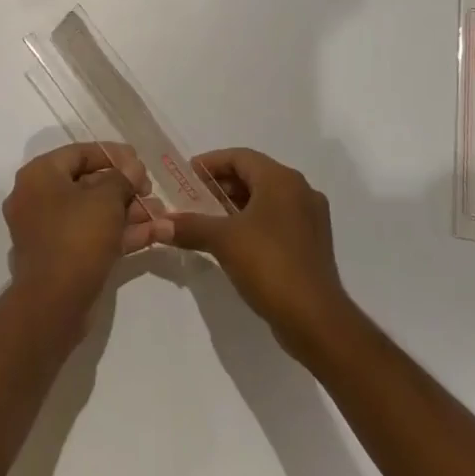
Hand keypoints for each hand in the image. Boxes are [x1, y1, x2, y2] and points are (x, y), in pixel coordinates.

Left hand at [2, 144, 153, 309]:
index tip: (140, 161)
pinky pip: (92, 235)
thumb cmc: (77, 236)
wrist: (54, 303)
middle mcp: (38, 198)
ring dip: (129, 212)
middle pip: (87, 184)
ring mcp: (48, 230)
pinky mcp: (61, 256)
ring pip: (93, 213)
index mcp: (40, 175)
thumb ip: (122, 177)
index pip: (79, 153)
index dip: (113, 154)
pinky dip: (120, 233)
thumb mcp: (106, 199)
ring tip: (162, 215)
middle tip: (151, 191)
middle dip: (125, 188)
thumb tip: (133, 168)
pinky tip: (156, 234)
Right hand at [166, 148, 352, 354]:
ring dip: (235, 204)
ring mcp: (310, 218)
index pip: (240, 157)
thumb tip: (159, 225)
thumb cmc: (269, 264)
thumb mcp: (223, 240)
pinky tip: (232, 240)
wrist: (315, 318)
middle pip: (254, 175)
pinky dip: (252, 221)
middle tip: (192, 198)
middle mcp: (300, 191)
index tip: (186, 175)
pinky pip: (276, 219)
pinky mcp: (311, 242)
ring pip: (266, 199)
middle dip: (221, 185)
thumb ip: (190, 226)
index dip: (211, 163)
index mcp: (282, 180)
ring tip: (207, 219)